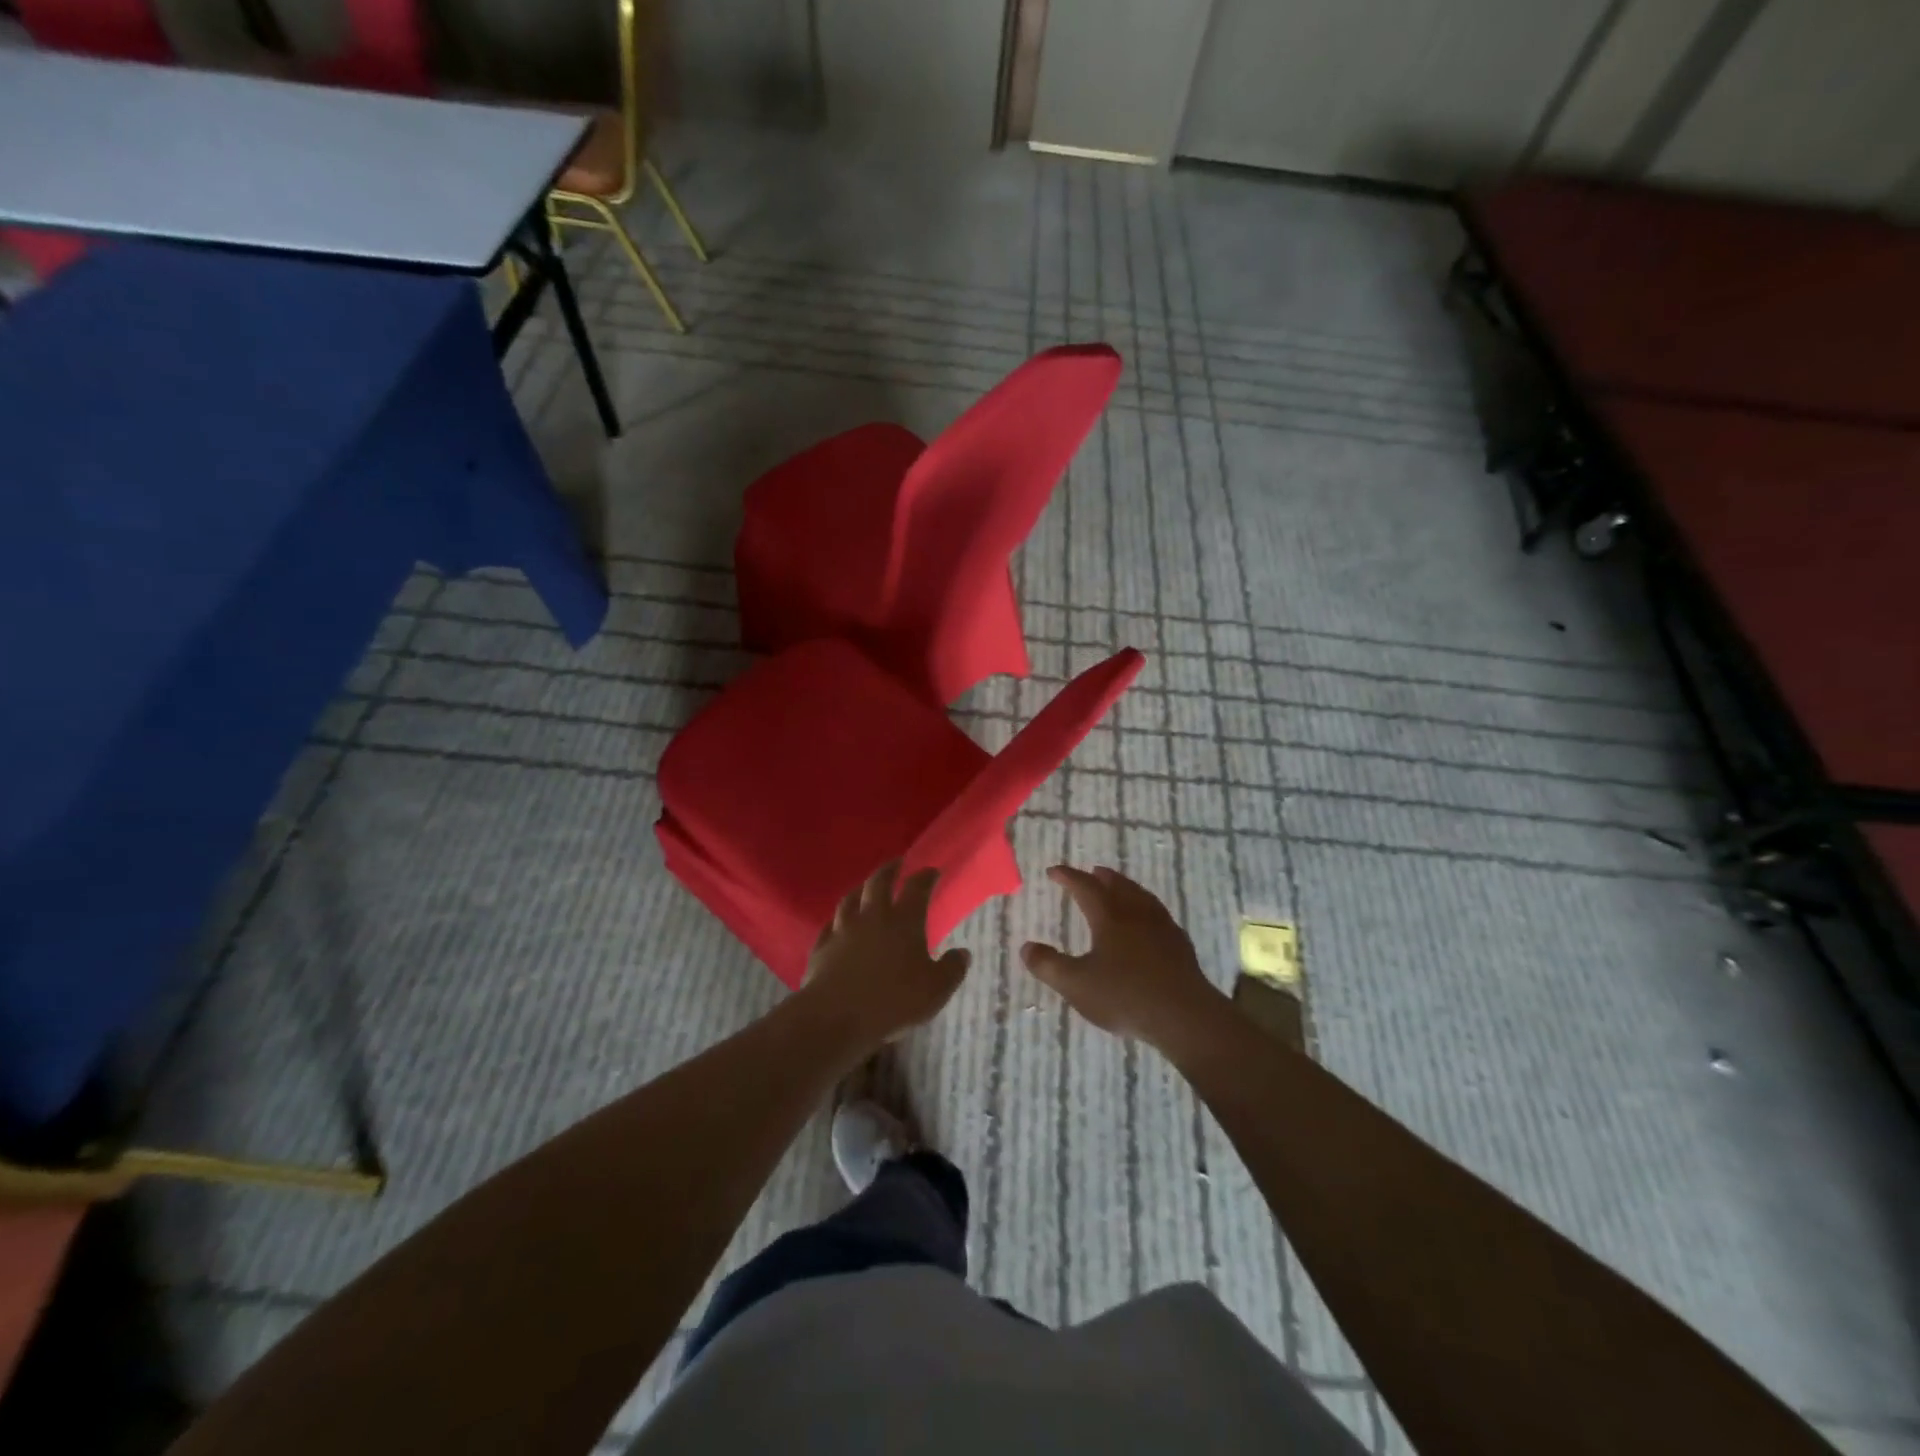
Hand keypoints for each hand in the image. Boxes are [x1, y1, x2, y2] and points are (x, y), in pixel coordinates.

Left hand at [803, 861, 970, 1046]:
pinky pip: (829, 924)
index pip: (917, 888)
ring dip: (861, 888)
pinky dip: (837, 919)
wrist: (835, 1017)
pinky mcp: (822, 946)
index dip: (925, 876)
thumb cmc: (893, 1001)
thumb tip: (963, 952)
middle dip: (889, 869)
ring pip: (850, 898)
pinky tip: (837, 922)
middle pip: (879, 882)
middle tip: (897, 863)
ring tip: (866, 886)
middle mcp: (872, 917)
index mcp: (904, 921)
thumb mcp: (936, 990)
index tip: (931, 871)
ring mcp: (843, 929)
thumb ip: (952, 969)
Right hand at [1021, 865, 1222, 1046]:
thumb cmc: (1125, 996)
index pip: (1085, 887)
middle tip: (1092, 871)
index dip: (1068, 877)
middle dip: (1101, 877)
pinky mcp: (1180, 945)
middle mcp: (1136, 914)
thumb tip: (1026, 947)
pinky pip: (1160, 915)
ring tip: (1121, 888)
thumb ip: (1049, 966)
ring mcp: (1162, 927)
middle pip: (1118, 886)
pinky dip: (1148, 908)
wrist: (1184, 1016)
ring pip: (1142, 897)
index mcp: (1109, 917)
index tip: (1053, 871)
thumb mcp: (1077, 985)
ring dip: (1127, 887)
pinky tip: (1151, 921)